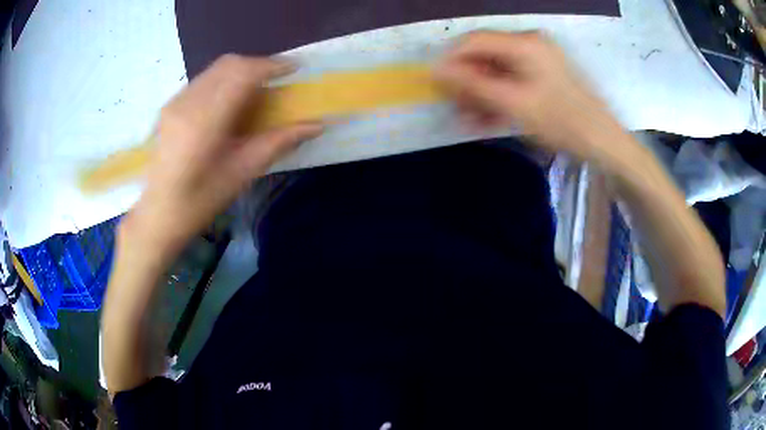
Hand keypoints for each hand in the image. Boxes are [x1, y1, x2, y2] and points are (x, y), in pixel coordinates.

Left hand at [125, 55, 322, 256]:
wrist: (159, 213)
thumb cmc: (202, 200)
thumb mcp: (243, 172)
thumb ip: (279, 142)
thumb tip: (317, 126)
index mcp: (205, 122)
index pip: (242, 74)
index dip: (271, 65)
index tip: (294, 68)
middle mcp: (187, 103)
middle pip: (229, 64)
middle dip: (258, 65)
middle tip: (277, 79)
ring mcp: (175, 102)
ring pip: (215, 69)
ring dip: (241, 72)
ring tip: (256, 89)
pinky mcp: (170, 106)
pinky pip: (203, 80)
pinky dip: (223, 81)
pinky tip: (229, 101)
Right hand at [434, 31, 624, 161]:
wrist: (603, 141)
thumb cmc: (561, 121)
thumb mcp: (514, 104)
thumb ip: (473, 84)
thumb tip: (436, 70)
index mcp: (524, 43)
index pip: (474, 40)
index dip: (451, 59)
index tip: (436, 84)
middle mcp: (529, 43)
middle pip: (485, 55)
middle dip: (467, 81)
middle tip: (455, 107)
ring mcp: (537, 59)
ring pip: (496, 69)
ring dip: (481, 92)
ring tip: (470, 118)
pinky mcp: (542, 73)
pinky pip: (512, 79)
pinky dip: (498, 95)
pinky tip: (488, 117)